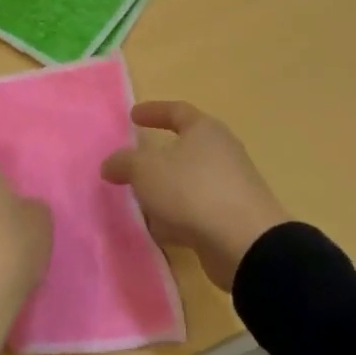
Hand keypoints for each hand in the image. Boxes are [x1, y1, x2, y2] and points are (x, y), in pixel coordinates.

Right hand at [101, 101, 285, 291]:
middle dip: (156, 159)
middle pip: (184, 149)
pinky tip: (160, 231)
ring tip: (139, 203)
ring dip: (164, 192)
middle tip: (132, 165)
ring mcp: (229, 187)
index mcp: (205, 131)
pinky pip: (196, 211)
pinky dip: (177, 217)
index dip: (154, 111)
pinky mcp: (231, 218)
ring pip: (188, 183)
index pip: (177, 111)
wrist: (245, 244)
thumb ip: (124, 163)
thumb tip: (111, 165)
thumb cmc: (192, 191)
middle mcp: (222, 153)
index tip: (133, 116)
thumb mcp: (146, 170)